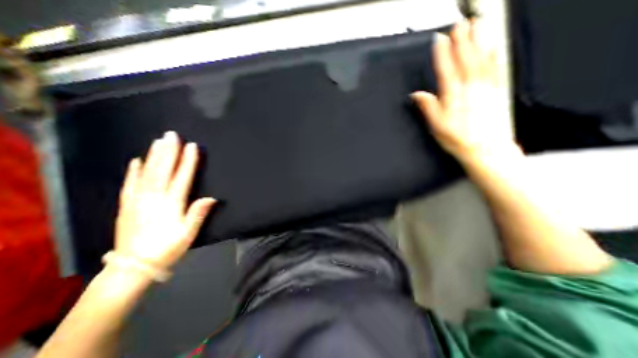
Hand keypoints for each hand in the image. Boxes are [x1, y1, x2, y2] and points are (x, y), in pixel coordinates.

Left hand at [114, 132, 214, 270]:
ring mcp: (137, 200)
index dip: (188, 162)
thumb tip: (210, 198)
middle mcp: (153, 198)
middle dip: (168, 152)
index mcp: (171, 204)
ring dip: (153, 156)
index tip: (192, 146)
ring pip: (146, 173)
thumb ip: (198, 214)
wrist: (133, 267)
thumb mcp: (188, 234)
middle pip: (162, 171)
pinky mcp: (126, 205)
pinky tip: (136, 161)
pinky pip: (129, 184)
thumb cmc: (167, 249)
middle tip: (172, 135)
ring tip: (158, 141)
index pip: (182, 178)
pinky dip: (133, 171)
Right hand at [411, 20, 514, 162]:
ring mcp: (485, 88)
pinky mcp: (495, 92)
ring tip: (476, 25)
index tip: (439, 40)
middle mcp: (470, 89)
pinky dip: (492, 55)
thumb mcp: (436, 126)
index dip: (442, 54)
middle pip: (465, 60)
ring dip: (478, 41)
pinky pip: (493, 69)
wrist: (485, 149)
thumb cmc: (458, 139)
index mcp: (453, 97)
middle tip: (458, 25)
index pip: (446, 70)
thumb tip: (417, 94)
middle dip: (461, 40)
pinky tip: (491, 47)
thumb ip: (428, 107)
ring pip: (481, 59)